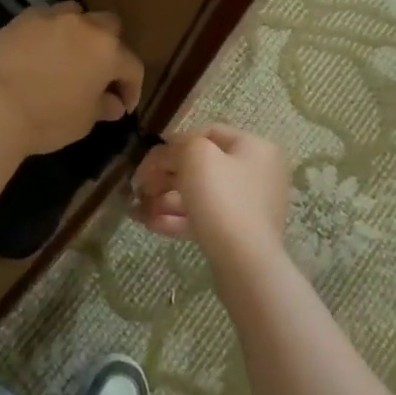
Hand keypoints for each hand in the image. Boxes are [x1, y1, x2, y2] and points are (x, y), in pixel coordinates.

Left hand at [0, 3, 144, 155]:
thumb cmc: (47, 119)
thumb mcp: (82, 121)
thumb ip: (102, 107)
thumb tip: (113, 103)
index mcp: (107, 51)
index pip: (132, 66)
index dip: (132, 88)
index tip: (122, 106)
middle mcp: (84, 26)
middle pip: (109, 27)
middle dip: (109, 47)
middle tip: (99, 73)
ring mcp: (51, 18)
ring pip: (76, 14)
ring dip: (79, 32)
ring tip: (68, 55)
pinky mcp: (21, 19)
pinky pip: (44, 18)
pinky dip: (48, 31)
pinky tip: (39, 51)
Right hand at [133, 124, 289, 267]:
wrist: (245, 261)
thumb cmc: (222, 197)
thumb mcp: (195, 156)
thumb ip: (177, 146)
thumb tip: (166, 153)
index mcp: (255, 148)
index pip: (209, 133)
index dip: (175, 142)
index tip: (149, 159)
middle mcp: (257, 173)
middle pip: (202, 166)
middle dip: (165, 176)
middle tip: (139, 188)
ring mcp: (250, 206)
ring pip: (200, 195)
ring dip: (165, 199)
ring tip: (138, 210)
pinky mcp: (239, 234)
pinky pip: (205, 218)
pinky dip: (177, 219)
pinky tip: (150, 224)